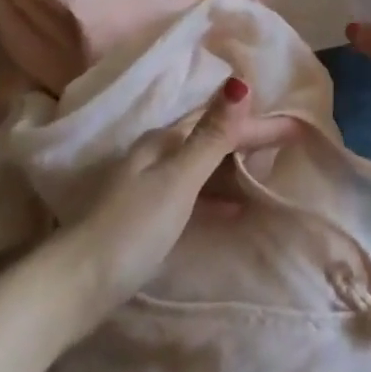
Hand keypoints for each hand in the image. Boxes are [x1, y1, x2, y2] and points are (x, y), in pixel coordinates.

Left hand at [51, 78, 278, 335]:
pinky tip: (234, 209)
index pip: (221, 124)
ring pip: (202, 167)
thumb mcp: (177, 180)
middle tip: (289, 146)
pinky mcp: (145, 217)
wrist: (72, 288)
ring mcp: (148, 187)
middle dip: (248, 141)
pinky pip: (194, 194)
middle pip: (211, 141)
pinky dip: (217, 196)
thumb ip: (211, 137)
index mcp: (162, 141)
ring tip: (268, 174)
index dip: (259, 125)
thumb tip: (240, 83)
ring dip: (234, 168)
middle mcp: (155, 156)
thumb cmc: (131, 229)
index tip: (298, 128)